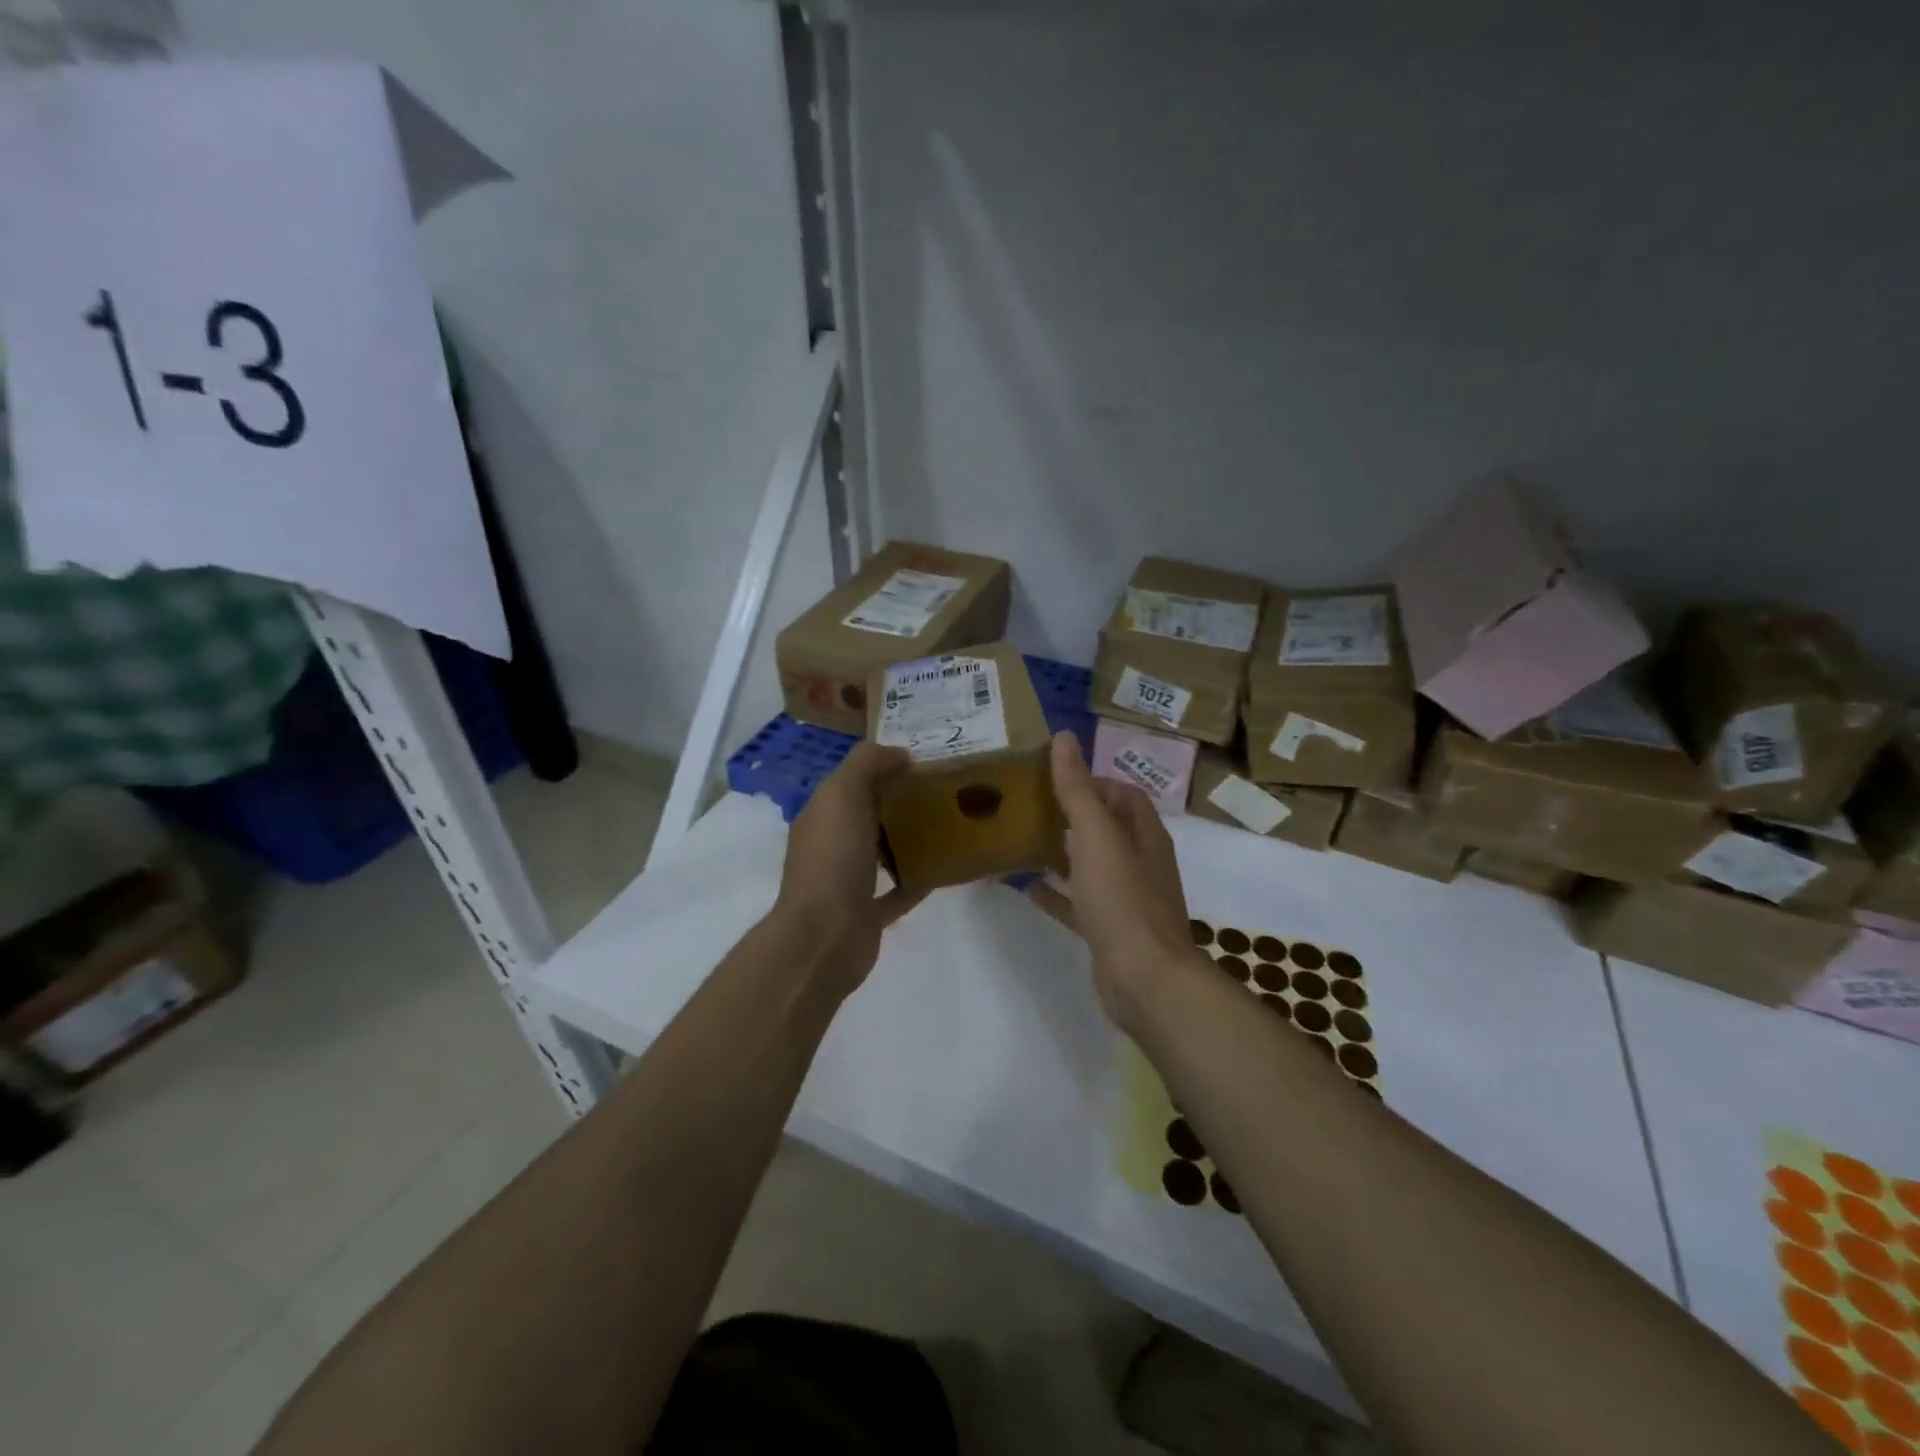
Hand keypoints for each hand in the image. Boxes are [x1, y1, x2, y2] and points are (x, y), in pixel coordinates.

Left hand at [771, 741, 922, 994]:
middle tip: (942, 789)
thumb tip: (899, 753)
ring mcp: (848, 884)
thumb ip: (867, 764)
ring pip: (882, 853)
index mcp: (821, 816)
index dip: (881, 767)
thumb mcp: (842, 794)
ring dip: (908, 840)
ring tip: (948, 823)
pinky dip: (918, 880)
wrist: (824, 938)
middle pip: (867, 816)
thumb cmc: (832, 860)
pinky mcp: (868, 915)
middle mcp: (831, 847)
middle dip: (898, 801)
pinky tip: (945, 868)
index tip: (922, 760)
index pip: (850, 782)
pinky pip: (898, 892)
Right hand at [1029, 731, 1208, 1030]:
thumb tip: (1065, 737)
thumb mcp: (1097, 837)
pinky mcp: (1109, 930)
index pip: (1124, 795)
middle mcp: (1140, 862)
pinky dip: (1055, 892)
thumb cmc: (1123, 900)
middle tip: (1030, 805)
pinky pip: (1078, 903)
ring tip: (1022, 839)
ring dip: (1062, 852)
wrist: (1144, 980)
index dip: (1094, 782)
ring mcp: (1125, 899)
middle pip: (1107, 828)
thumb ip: (1078, 789)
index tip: (1054, 779)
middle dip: (1073, 815)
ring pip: (1091, 865)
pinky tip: (1025, 887)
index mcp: (1144, 835)